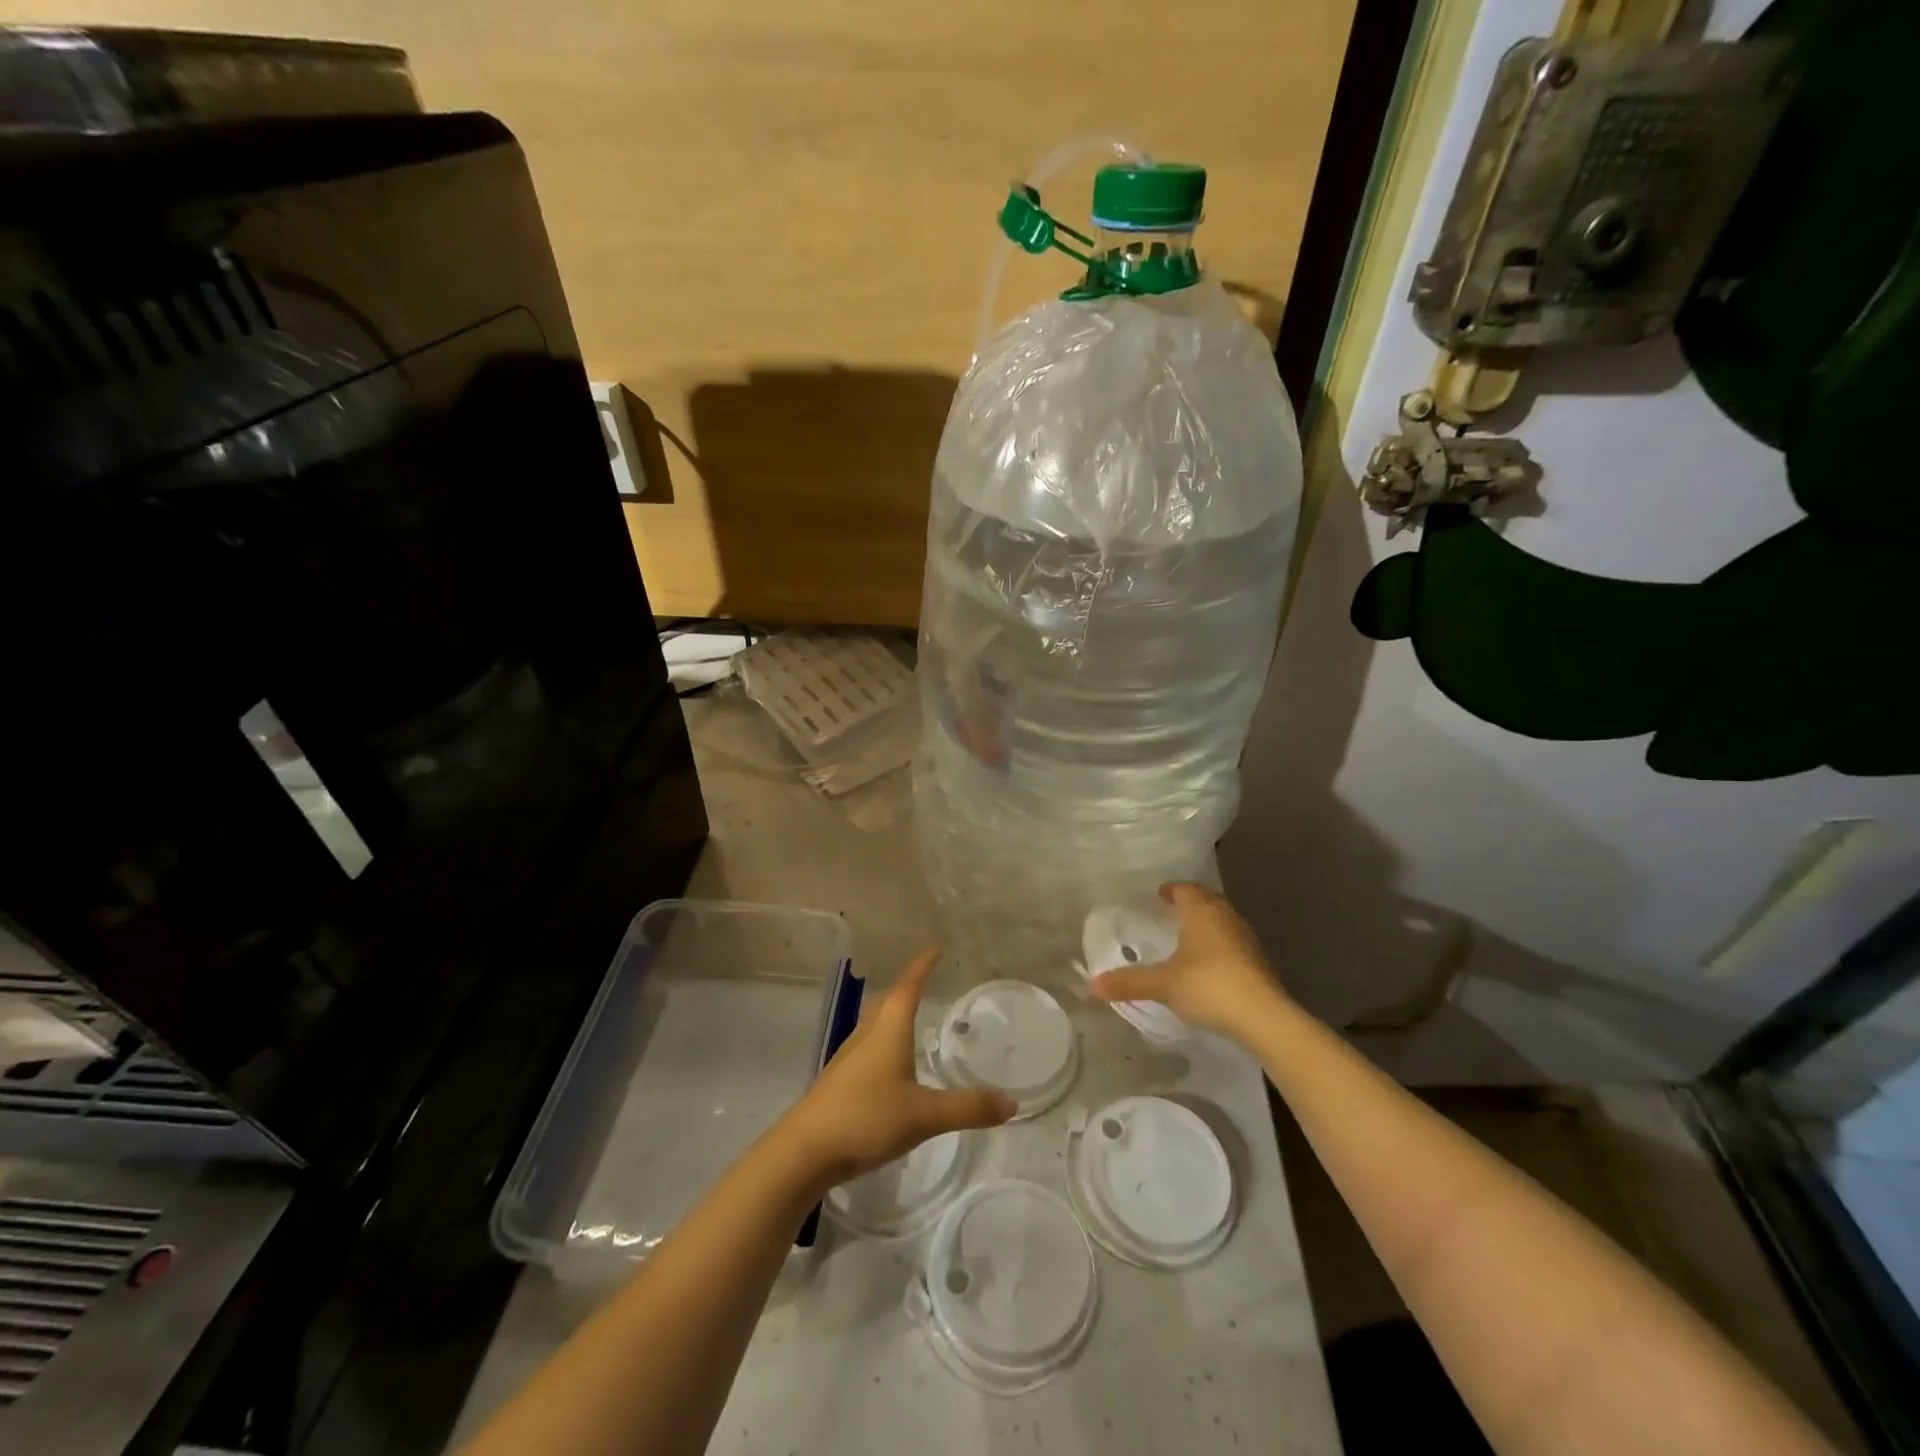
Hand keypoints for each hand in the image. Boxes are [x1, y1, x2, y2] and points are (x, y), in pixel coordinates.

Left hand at [776, 949, 1015, 1188]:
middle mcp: (866, 1036)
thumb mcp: (924, 1115)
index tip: (934, 949)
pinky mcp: (838, 1082)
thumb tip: (1012, 1102)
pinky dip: (883, 1043)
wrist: (803, 1152)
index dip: (922, 967)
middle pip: (887, 1002)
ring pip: (874, 1025)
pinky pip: (867, 1049)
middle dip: (906, 988)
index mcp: (888, 1030)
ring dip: (892, 1014)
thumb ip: (967, 1108)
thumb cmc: (866, 1118)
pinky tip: (889, 1066)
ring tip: (909, 1017)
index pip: (907, 988)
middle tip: (925, 980)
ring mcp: (848, 1059)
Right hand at [1089, 883, 1288, 1041]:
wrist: (1264, 1017)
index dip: (1171, 890)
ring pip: (1223, 921)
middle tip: (1172, 912)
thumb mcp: (1162, 984)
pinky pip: (1234, 943)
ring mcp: (1247, 939)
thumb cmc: (1208, 986)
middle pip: (1207, 901)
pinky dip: (1220, 946)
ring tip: (1189, 937)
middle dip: (1191, 904)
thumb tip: (1091, 984)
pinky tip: (1210, 964)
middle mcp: (1226, 917)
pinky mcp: (1260, 962)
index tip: (1159, 895)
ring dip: (1208, 925)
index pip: (1185, 889)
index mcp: (1201, 911)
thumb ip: (1128, 982)